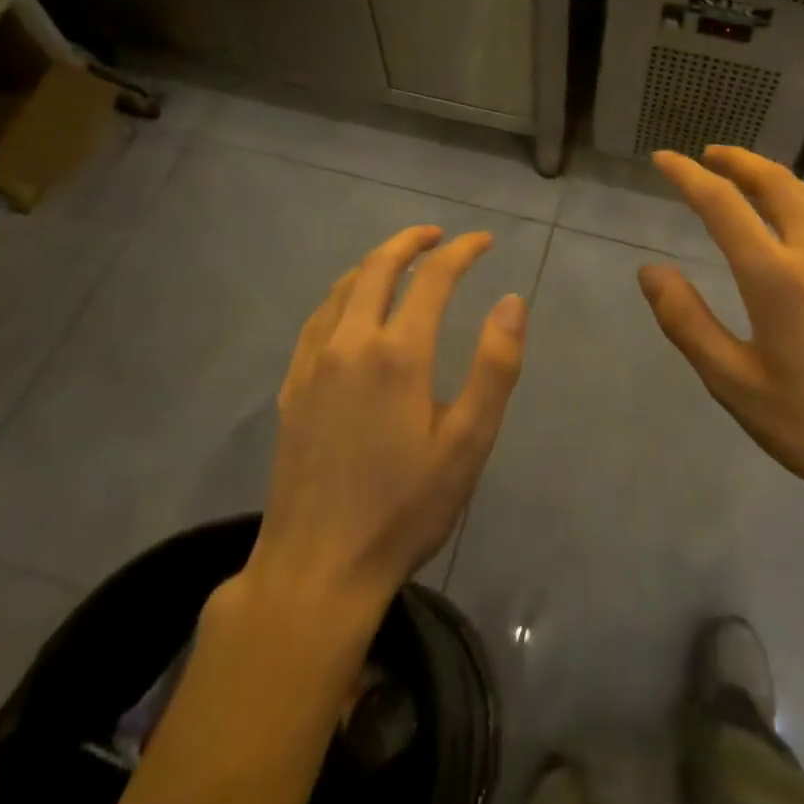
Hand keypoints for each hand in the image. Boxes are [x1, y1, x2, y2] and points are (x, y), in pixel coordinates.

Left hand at [246, 226, 526, 613]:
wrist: (317, 569)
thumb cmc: (403, 508)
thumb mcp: (467, 443)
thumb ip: (494, 367)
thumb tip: (511, 301)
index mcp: (398, 354)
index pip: (433, 278)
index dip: (461, 251)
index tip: (483, 240)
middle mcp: (350, 343)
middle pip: (378, 267)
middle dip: (410, 241)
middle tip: (437, 235)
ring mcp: (313, 363)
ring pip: (343, 288)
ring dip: (374, 263)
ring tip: (399, 260)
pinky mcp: (291, 387)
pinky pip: (318, 318)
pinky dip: (342, 294)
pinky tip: (350, 306)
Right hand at [637, 148, 803, 529]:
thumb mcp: (735, 384)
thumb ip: (687, 321)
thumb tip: (650, 271)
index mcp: (776, 276)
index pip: (721, 203)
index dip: (686, 175)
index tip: (663, 158)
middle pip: (774, 182)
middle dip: (737, 161)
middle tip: (709, 155)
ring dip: (773, 178)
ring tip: (750, 181)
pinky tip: (801, 230)